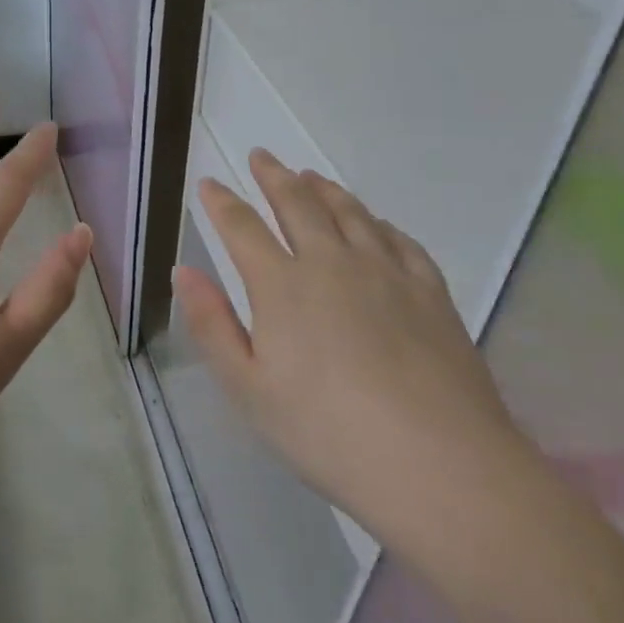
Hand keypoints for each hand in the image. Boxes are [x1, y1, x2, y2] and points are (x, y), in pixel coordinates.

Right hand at [173, 150, 527, 550]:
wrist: (440, 466)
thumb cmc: (327, 433)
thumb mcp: (248, 389)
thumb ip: (211, 324)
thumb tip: (183, 271)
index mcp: (282, 285)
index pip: (242, 227)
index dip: (221, 202)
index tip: (209, 183)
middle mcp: (332, 263)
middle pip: (298, 204)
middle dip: (274, 176)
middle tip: (262, 156)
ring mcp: (386, 273)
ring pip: (350, 213)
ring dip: (325, 189)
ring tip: (311, 176)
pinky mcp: (430, 292)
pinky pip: (399, 240)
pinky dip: (378, 223)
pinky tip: (375, 224)